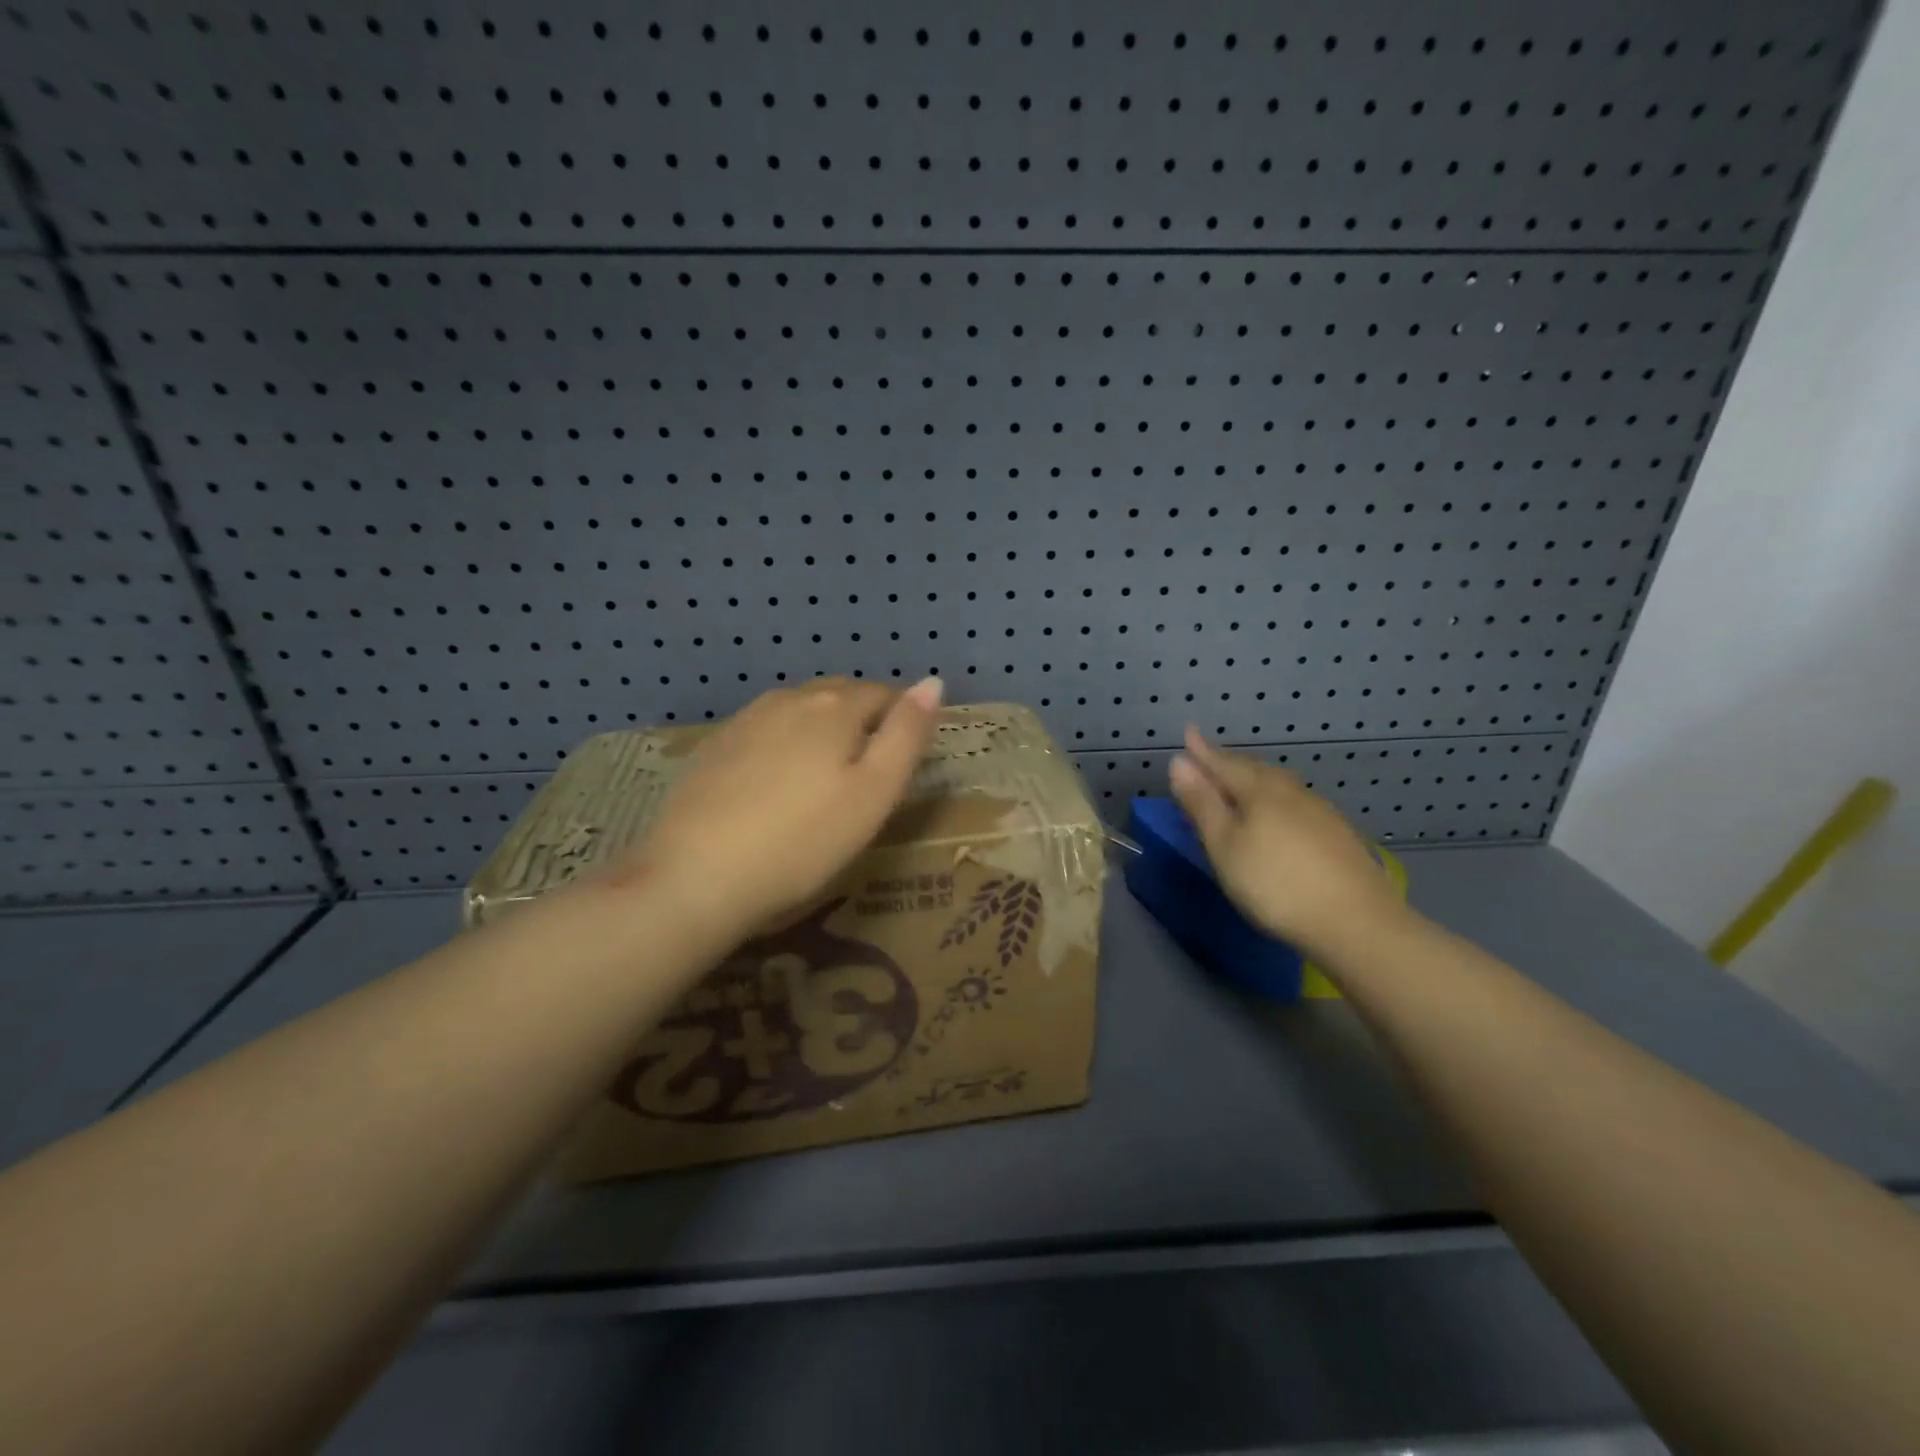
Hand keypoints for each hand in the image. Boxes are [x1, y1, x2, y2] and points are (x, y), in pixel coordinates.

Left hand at [617, 676, 943, 935]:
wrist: (696, 877)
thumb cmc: (803, 841)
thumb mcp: (874, 794)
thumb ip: (907, 734)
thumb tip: (932, 682)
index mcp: (834, 707)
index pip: (883, 694)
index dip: (900, 721)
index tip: (901, 763)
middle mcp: (788, 699)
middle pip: (838, 695)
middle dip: (860, 720)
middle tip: (866, 775)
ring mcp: (745, 719)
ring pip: (798, 710)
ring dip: (819, 730)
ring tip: (822, 779)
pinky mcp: (714, 746)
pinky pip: (764, 730)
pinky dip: (781, 745)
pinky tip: (774, 785)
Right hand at [1168, 727, 1410, 958]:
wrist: (1358, 922)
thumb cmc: (1275, 884)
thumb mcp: (1225, 847)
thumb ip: (1202, 804)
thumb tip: (1179, 762)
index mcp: (1259, 791)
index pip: (1223, 763)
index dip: (1202, 751)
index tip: (1188, 731)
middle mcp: (1291, 792)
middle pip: (1254, 769)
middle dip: (1229, 761)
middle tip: (1209, 757)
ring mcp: (1320, 811)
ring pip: (1279, 784)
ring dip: (1255, 778)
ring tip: (1241, 781)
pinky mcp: (1338, 834)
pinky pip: (1296, 802)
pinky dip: (1276, 798)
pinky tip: (1280, 812)